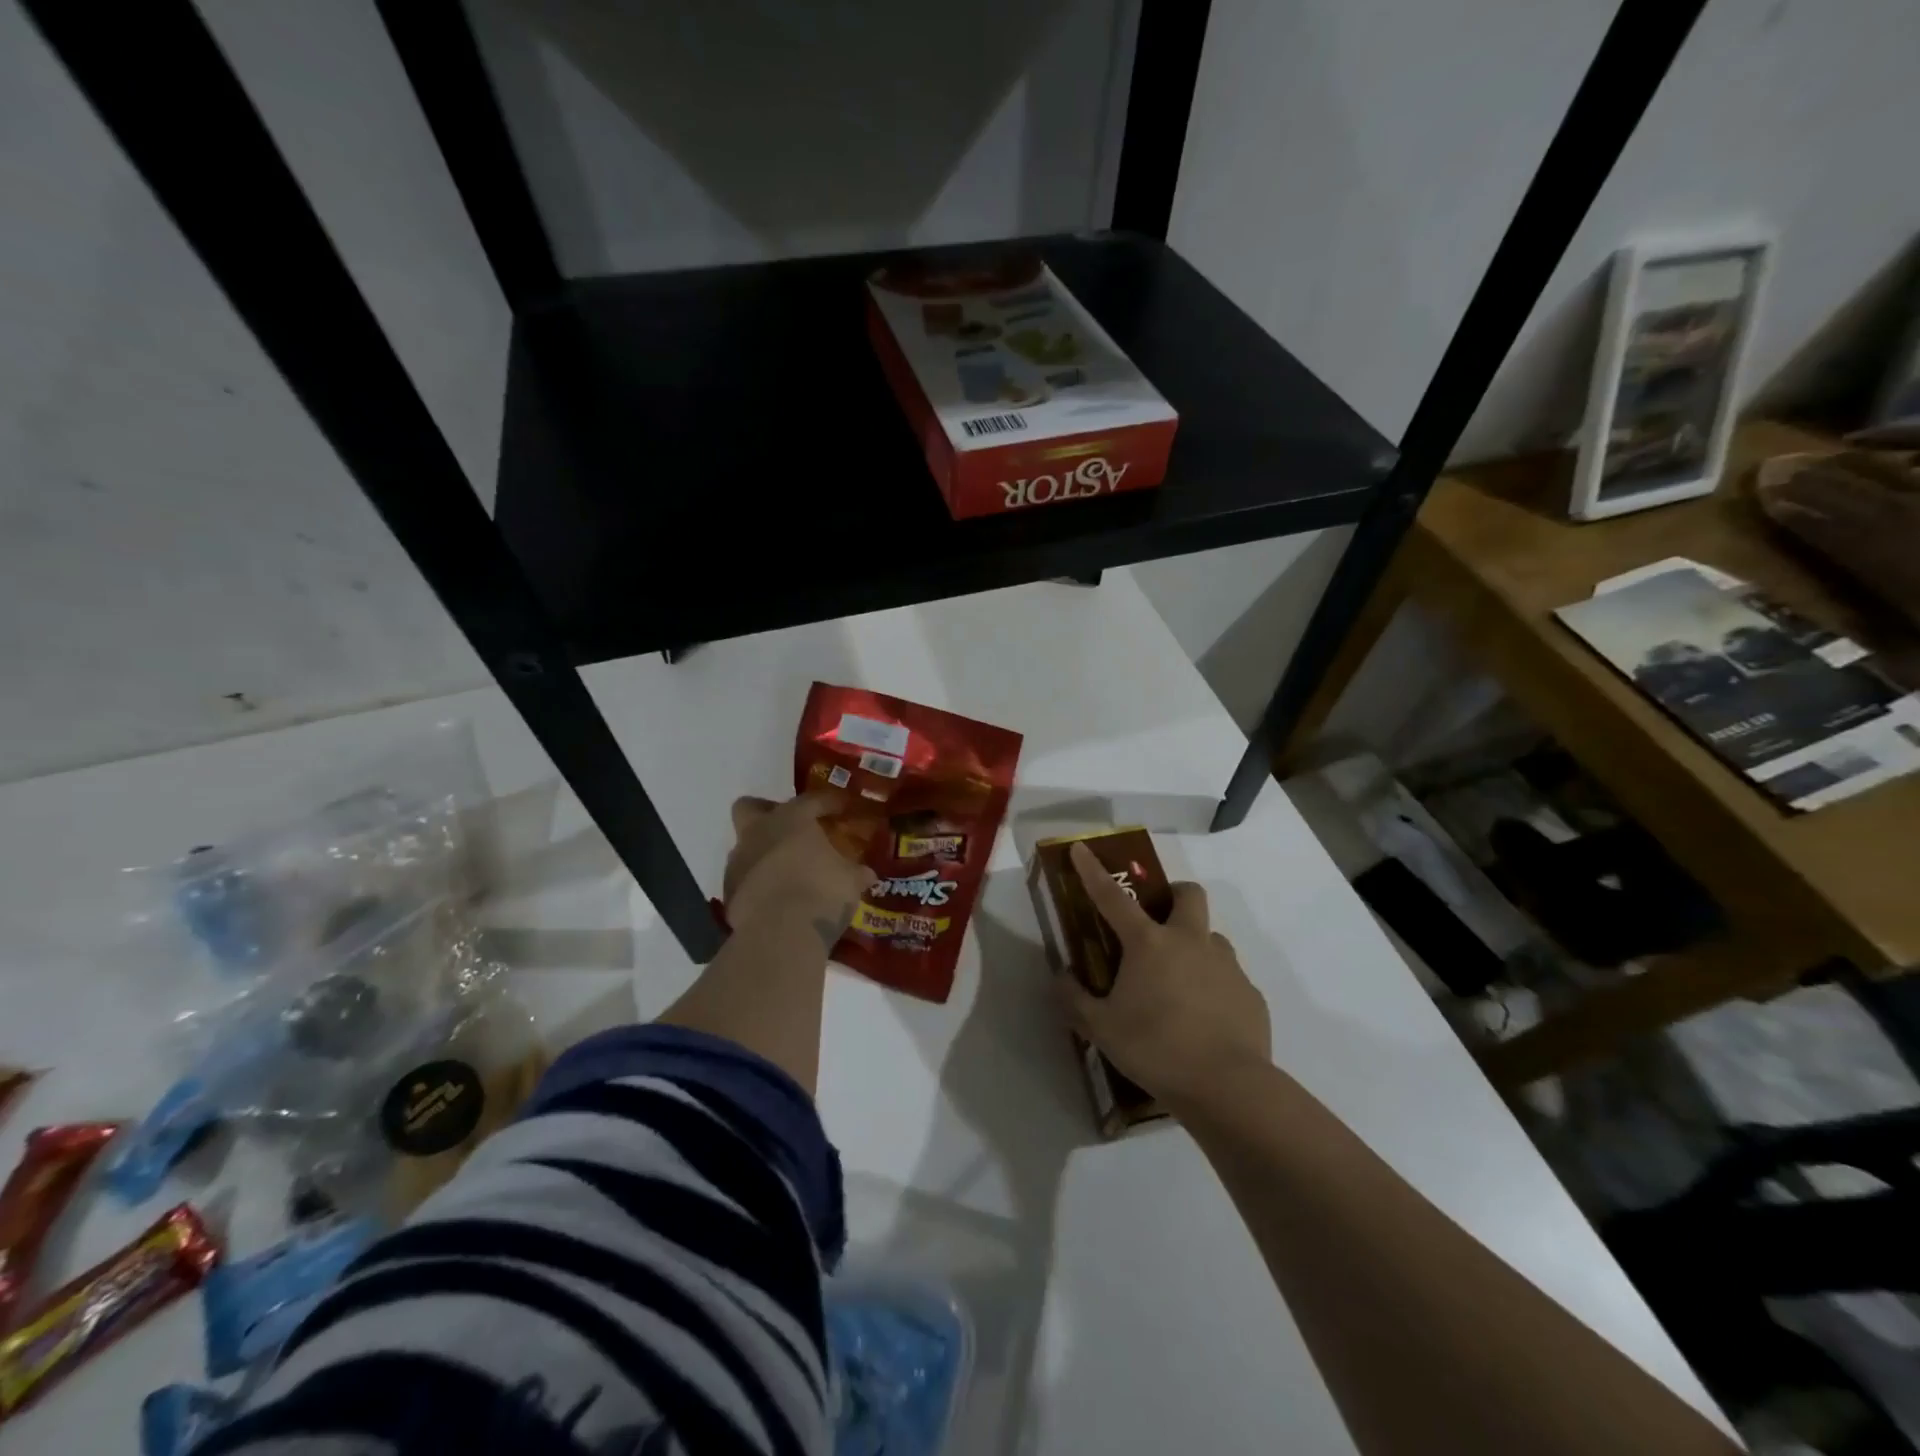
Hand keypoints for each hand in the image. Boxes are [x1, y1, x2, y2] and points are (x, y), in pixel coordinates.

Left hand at [723, 793, 876, 946]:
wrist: (780, 933)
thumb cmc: (822, 892)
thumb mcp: (850, 881)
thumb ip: (855, 872)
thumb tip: (866, 873)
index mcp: (791, 819)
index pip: (811, 800)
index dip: (829, 802)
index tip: (842, 807)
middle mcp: (759, 832)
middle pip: (750, 807)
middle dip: (766, 813)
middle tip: (788, 828)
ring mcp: (739, 862)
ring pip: (745, 845)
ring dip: (762, 853)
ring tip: (785, 871)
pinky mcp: (729, 893)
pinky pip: (744, 879)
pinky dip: (757, 884)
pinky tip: (775, 898)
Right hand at [1057, 841, 1271, 1110]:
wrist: (1228, 1088)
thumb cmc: (1155, 1049)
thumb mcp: (1100, 1028)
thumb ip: (1074, 998)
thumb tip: (1061, 975)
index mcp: (1149, 944)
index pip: (1113, 897)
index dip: (1093, 871)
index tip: (1083, 848)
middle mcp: (1190, 942)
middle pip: (1187, 894)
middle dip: (1173, 895)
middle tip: (1157, 921)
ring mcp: (1226, 966)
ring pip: (1211, 936)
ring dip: (1194, 946)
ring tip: (1178, 982)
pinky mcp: (1250, 994)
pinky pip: (1229, 977)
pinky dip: (1214, 986)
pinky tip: (1204, 1019)